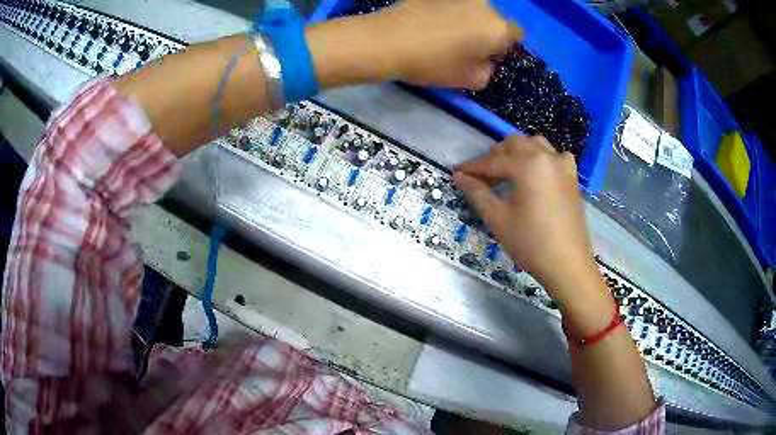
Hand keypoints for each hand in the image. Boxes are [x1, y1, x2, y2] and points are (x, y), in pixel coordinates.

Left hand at [376, 0, 520, 88]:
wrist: (386, 40)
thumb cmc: (431, 63)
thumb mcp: (466, 79)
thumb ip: (486, 72)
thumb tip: (486, 62)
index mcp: (497, 28)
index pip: (514, 35)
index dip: (502, 46)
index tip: (486, 55)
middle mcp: (484, 5)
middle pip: (493, 19)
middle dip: (485, 31)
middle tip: (463, 46)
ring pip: (472, 8)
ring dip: (466, 19)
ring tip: (443, 32)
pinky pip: (451, 3)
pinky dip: (447, 11)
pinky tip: (429, 21)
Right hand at [452, 136, 595, 292]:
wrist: (568, 265)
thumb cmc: (531, 243)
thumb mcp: (498, 219)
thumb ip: (477, 193)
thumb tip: (459, 176)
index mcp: (529, 165)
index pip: (493, 161)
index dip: (473, 168)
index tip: (457, 173)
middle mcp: (547, 157)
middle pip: (515, 144)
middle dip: (495, 156)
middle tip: (482, 176)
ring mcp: (563, 165)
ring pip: (535, 145)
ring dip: (517, 153)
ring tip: (506, 172)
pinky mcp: (572, 177)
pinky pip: (552, 156)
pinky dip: (538, 158)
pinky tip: (534, 175)